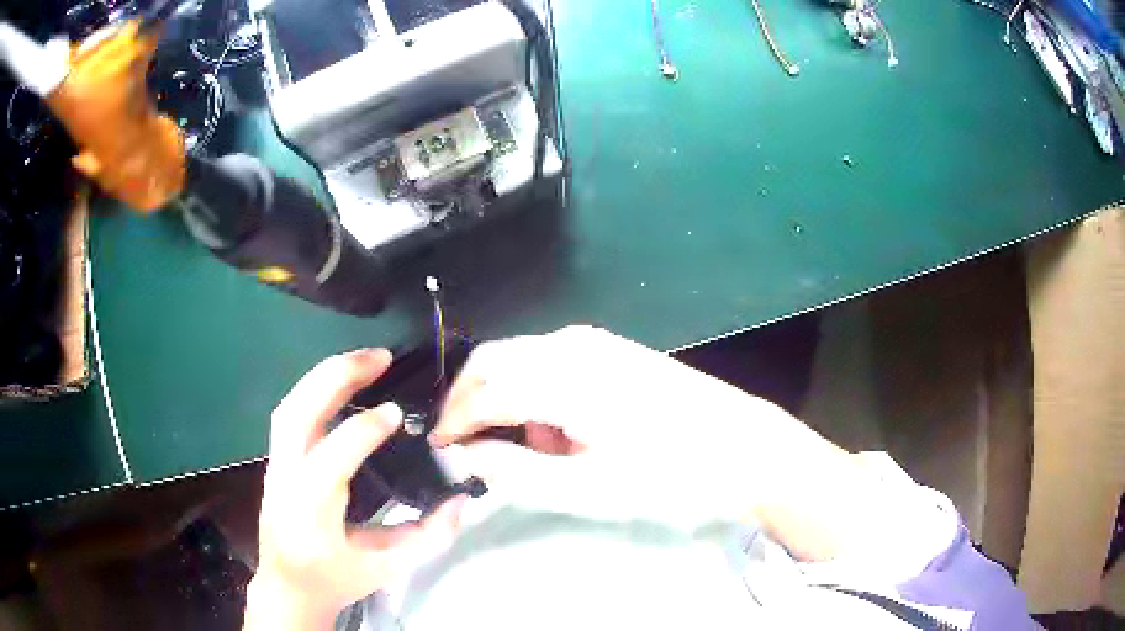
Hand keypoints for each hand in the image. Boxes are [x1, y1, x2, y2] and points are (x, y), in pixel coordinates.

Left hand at [244, 349, 464, 630]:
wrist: (288, 586)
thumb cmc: (335, 579)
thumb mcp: (388, 568)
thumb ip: (429, 537)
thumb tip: (461, 499)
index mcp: (311, 511)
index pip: (333, 455)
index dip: (366, 428)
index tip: (398, 412)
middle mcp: (285, 479)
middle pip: (298, 412)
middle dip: (336, 376)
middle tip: (379, 357)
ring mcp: (275, 466)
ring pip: (289, 406)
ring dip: (324, 376)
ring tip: (364, 361)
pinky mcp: (276, 461)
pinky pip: (290, 413)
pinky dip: (315, 390)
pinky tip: (340, 385)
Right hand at [433, 326, 836, 526]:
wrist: (743, 446)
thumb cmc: (670, 475)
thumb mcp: (588, 488)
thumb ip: (516, 469)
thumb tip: (466, 454)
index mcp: (564, 377)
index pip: (484, 391)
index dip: (454, 421)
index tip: (439, 450)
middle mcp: (572, 345)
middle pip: (493, 361)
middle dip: (468, 401)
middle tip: (465, 446)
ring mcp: (595, 342)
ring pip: (519, 358)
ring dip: (504, 398)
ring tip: (526, 449)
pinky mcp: (612, 349)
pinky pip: (549, 361)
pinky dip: (535, 392)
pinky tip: (558, 429)